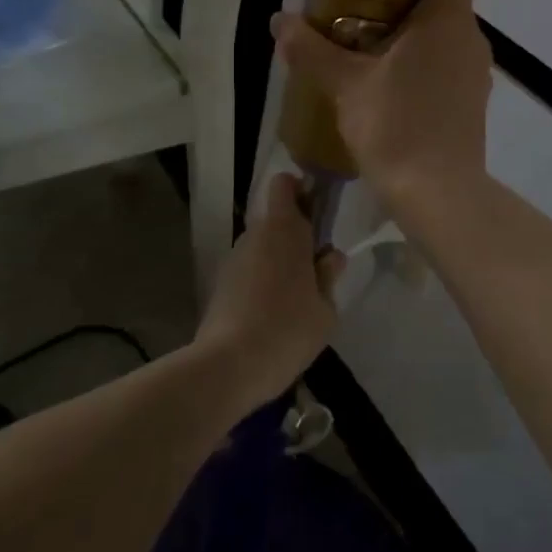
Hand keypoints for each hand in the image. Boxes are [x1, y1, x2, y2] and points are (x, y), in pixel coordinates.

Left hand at [194, 173, 342, 410]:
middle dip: (295, 234)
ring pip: (262, 246)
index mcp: (285, 229)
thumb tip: (330, 258)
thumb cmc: (287, 330)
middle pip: (276, 218)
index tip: (318, 213)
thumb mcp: (325, 309)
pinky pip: (249, 270)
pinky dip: (261, 281)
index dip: (301, 190)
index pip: (285, 184)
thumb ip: (329, 277)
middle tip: (315, 267)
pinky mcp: (220, 283)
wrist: (227, 367)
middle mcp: (256, 234)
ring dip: (278, 260)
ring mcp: (234, 258)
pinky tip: (272, 314)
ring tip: (295, 297)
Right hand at [272, 0, 493, 214]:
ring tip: (366, 41)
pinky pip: (446, 61)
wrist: (439, 195)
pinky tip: (386, 83)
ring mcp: (475, 69)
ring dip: (411, 28)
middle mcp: (470, 35)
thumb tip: (279, 21)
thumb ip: (311, 49)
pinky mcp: (471, 99)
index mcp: (447, 16)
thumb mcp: (345, 86)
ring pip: (445, 30)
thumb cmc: (396, 126)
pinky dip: (421, 59)